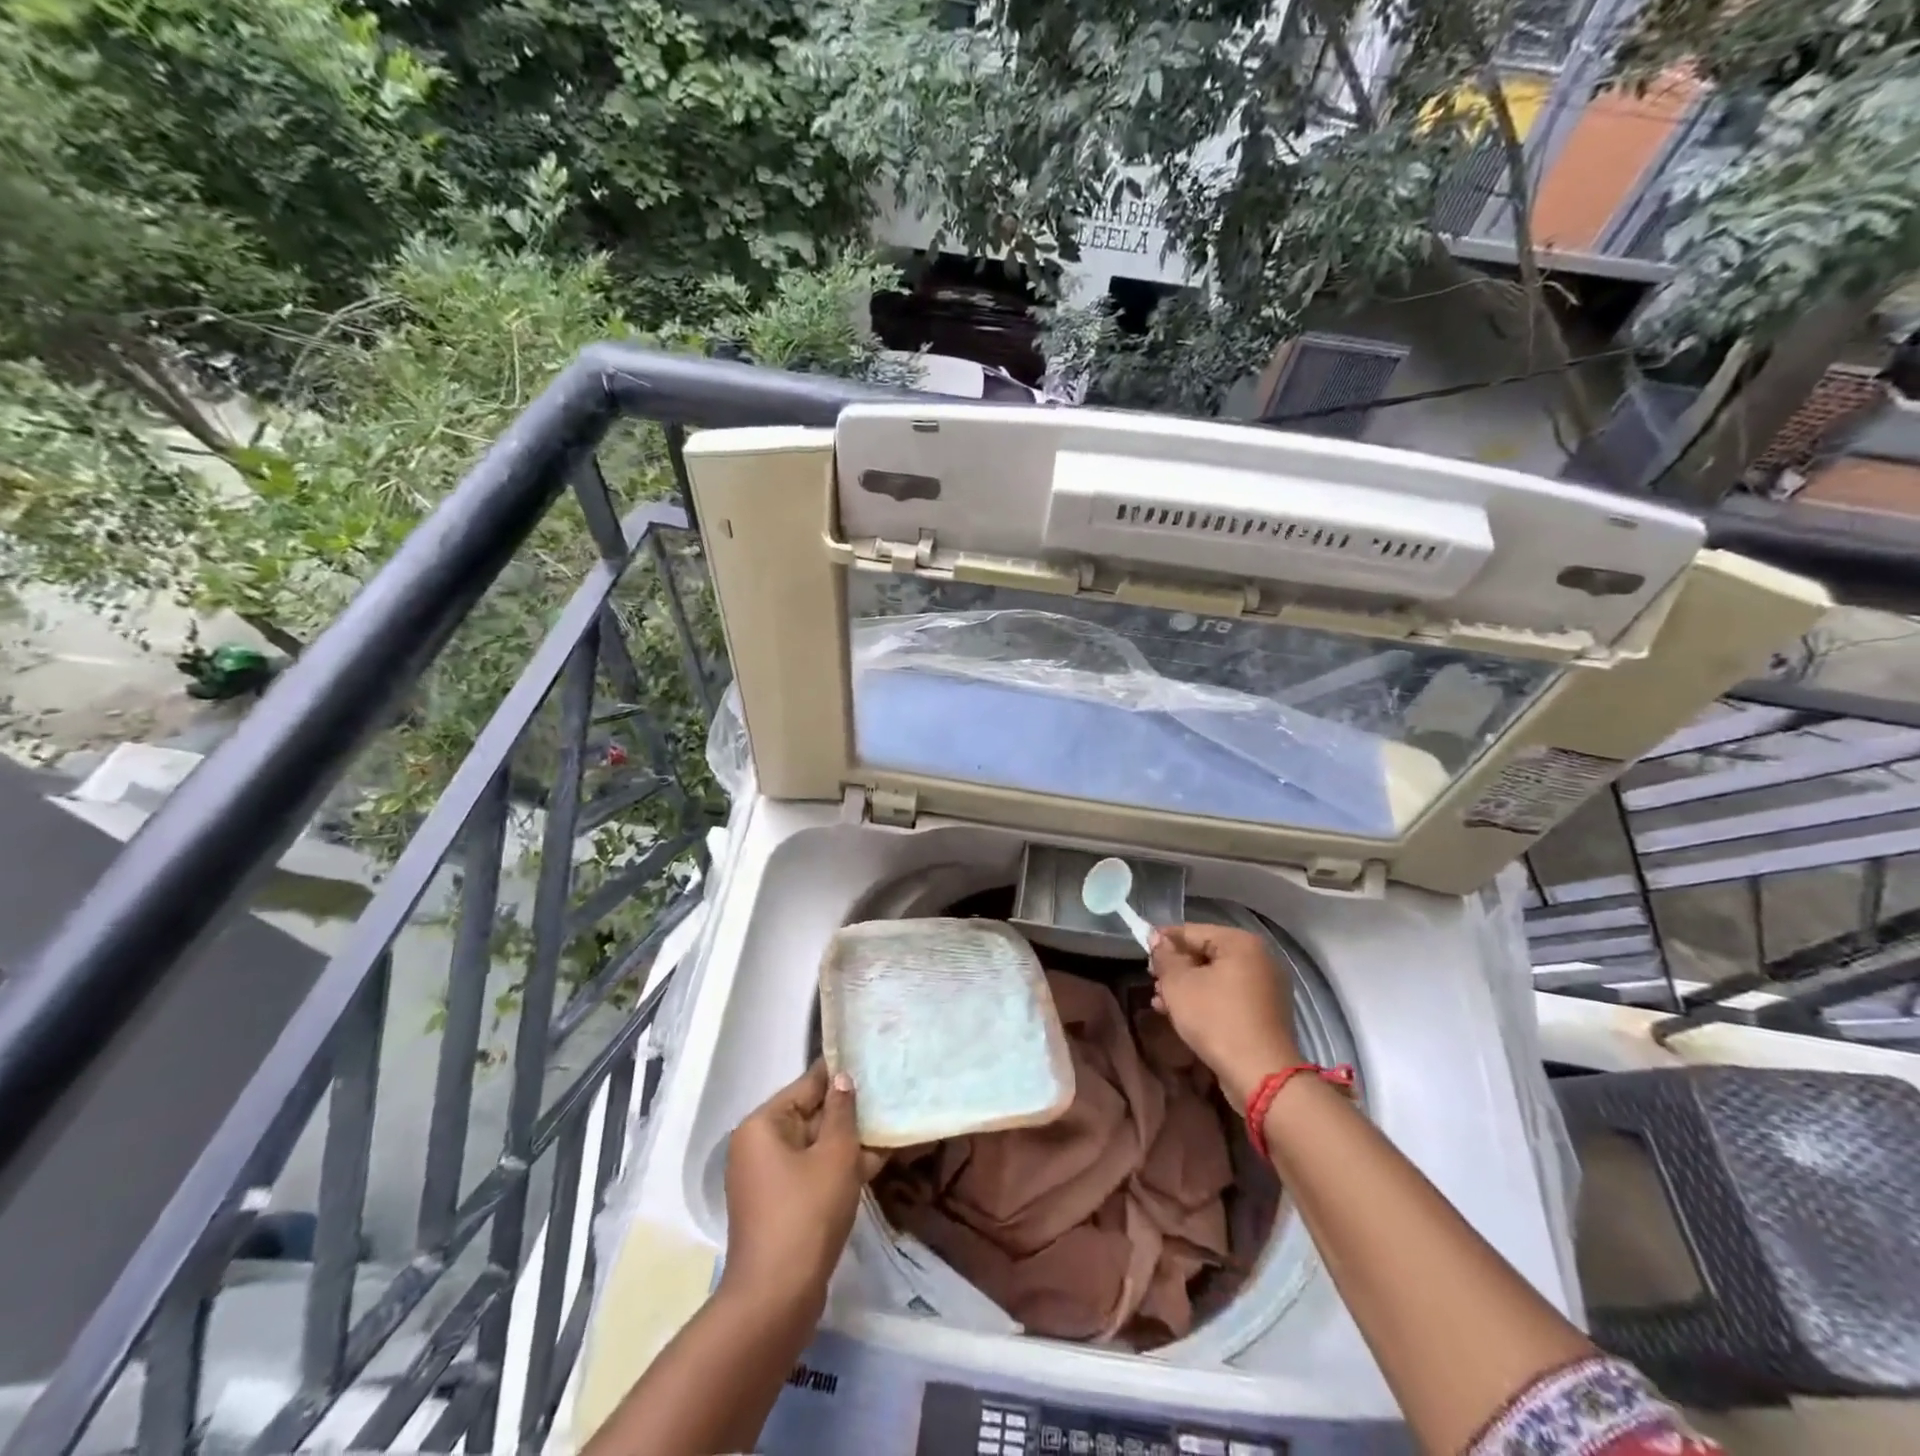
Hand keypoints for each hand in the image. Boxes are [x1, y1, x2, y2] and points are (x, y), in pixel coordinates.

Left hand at [722, 1060, 880, 1312]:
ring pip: (815, 1146)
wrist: (777, 1299)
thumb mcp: (835, 1155)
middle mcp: (759, 1145)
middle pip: (810, 1115)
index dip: (841, 1073)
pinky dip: (838, 1167)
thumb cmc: (807, 1213)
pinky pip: (812, 1172)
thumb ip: (842, 1111)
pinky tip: (876, 1161)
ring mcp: (768, 1178)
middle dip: (849, 1110)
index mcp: (763, 1125)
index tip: (871, 1059)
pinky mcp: (780, 1205)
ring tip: (890, 1125)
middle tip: (888, 1093)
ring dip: (849, 1140)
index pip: (808, 1085)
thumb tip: (843, 1078)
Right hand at [1149, 923, 1300, 1107]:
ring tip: (1161, 1002)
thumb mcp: (1179, 984)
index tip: (1143, 954)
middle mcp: (1259, 958)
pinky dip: (1206, 1001)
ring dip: (1187, 987)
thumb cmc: (1216, 1019)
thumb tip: (1157, 938)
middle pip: (1205, 953)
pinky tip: (1182, 1015)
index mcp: (1241, 943)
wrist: (1260, 1075)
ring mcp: (1266, 986)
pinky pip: (1229, 996)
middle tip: (1153, 982)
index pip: (1192, 931)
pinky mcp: (1266, 1012)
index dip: (1164, 941)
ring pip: (1215, 977)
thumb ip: (1164, 956)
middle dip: (1176, 968)